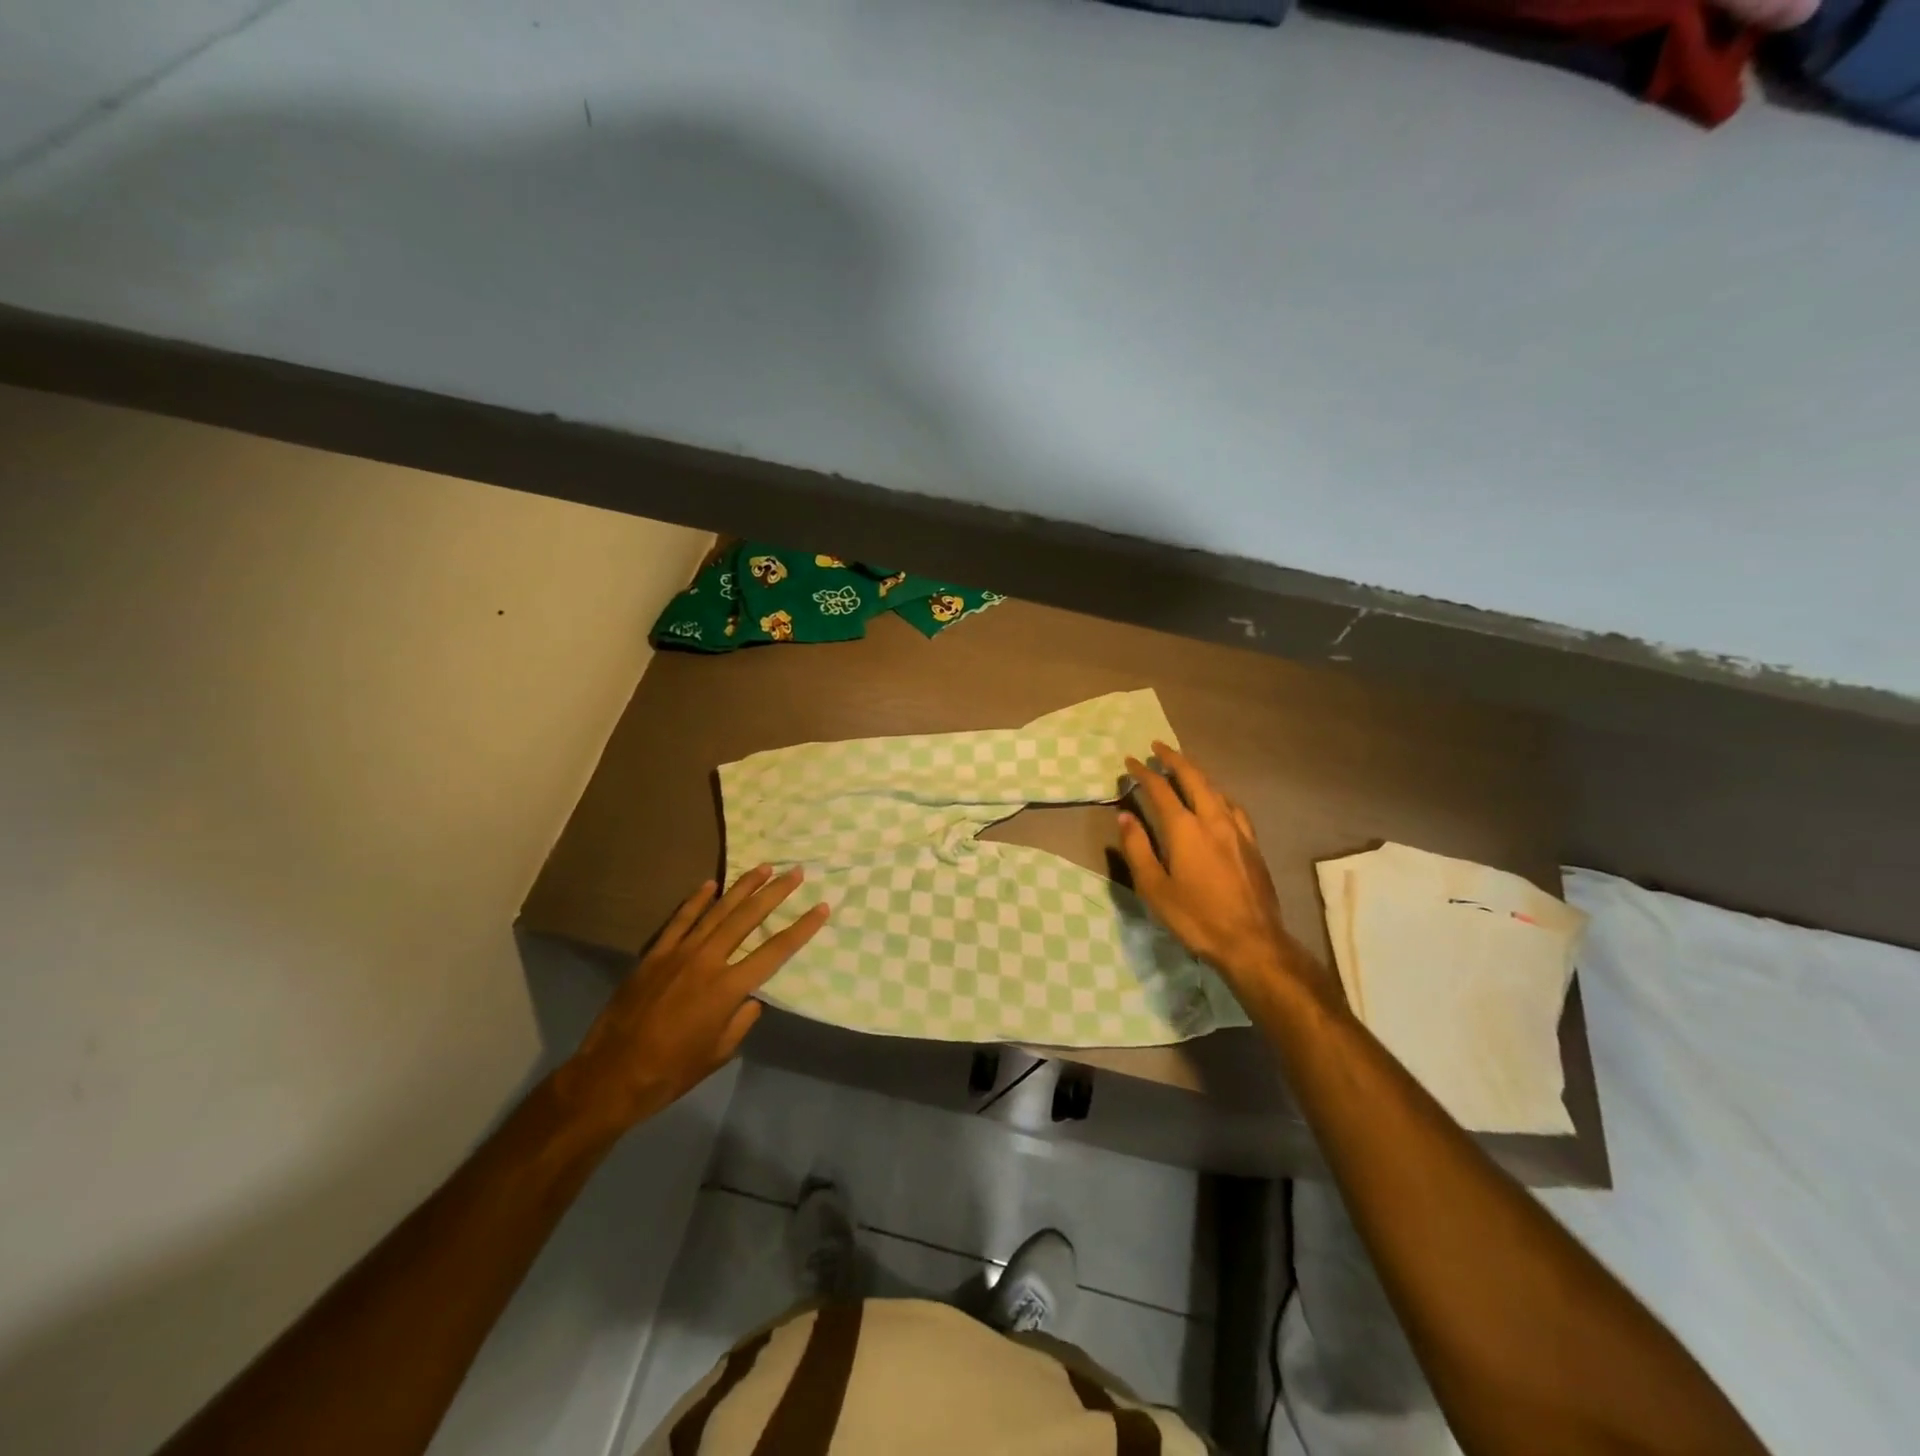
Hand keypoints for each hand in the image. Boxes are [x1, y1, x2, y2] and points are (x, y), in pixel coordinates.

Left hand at [557, 866, 828, 1129]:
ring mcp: (678, 953)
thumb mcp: (719, 1053)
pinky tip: (711, 884)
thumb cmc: (671, 1072)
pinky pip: (680, 920)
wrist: (610, 1076)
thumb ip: (742, 1020)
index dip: (802, 928)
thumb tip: (754, 997)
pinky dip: (696, 900)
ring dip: (742, 887)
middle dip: (775, 893)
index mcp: (727, 989)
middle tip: (796, 872)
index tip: (822, 907)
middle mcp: (707, 961)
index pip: (775, 951)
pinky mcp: (654, 954)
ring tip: (764, 868)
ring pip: (717, 911)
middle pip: (748, 918)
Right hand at [1118, 743, 1338, 1014]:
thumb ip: (1138, 849)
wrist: (1252, 941)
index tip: (1131, 761)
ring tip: (1184, 768)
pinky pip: (1233, 806)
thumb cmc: (1196, 917)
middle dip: (1174, 759)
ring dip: (1197, 774)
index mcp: (1185, 829)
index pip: (1160, 790)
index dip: (1143, 773)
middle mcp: (1213, 820)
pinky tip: (1218, 801)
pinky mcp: (1252, 844)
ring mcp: (1237, 830)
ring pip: (1216, 789)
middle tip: (1159, 747)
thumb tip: (1125, 817)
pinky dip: (1218, 794)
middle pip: (1194, 778)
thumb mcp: (1154, 888)